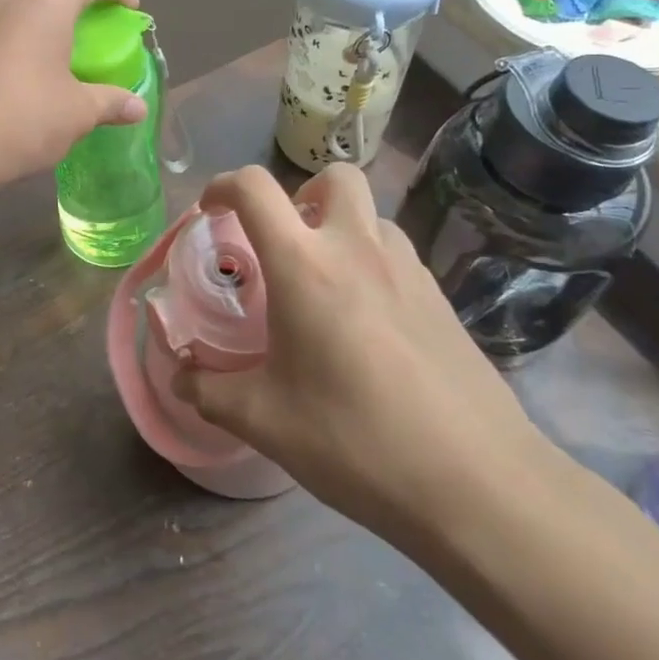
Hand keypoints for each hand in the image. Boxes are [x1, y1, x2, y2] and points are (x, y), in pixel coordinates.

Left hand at [0, 0, 148, 191]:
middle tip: (80, 38)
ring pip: (8, 5)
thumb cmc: (20, 120)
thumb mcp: (76, 114)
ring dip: (29, 22)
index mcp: (44, 2)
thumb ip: (110, 103)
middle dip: (68, 5)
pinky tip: (0, 79)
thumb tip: (139, 107)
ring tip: (40, 58)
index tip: (128, 10)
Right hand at [173, 163, 552, 554]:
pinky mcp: (442, 299)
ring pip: (371, 215)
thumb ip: (210, 391)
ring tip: (325, 286)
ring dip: (342, 228)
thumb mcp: (265, 421)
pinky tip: (368, 325)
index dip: (222, 186)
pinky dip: (372, 264)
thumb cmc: (355, 439)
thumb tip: (181, 379)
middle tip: (285, 241)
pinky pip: (398, 255)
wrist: (478, 483)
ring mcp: (409, 270)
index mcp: (304, 265)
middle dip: (302, 191)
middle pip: (335, 176)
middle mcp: (358, 249)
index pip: (254, 188)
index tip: (211, 214)